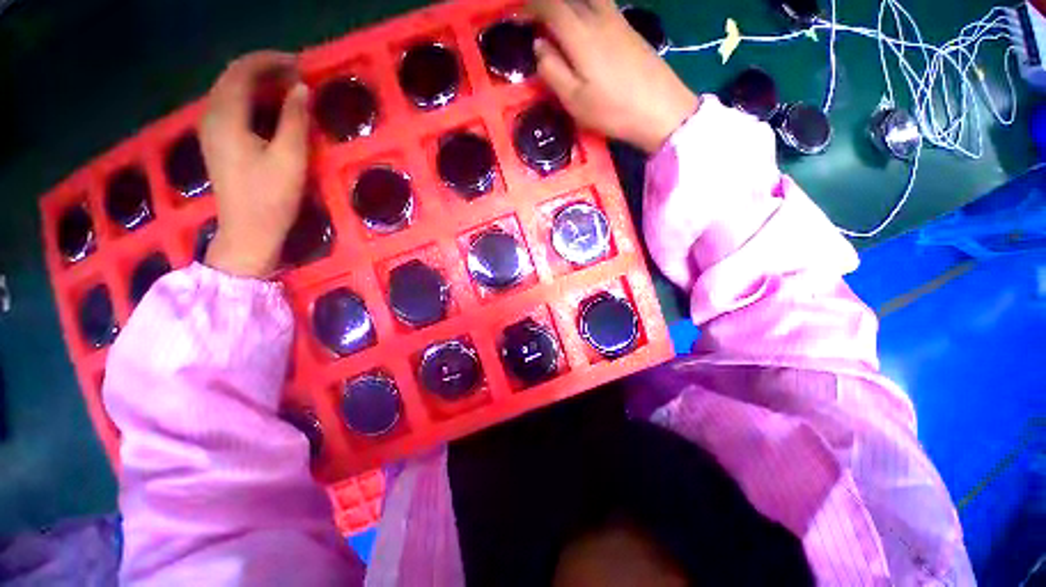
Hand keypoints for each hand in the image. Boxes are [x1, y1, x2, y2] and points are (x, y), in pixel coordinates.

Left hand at [202, 51, 309, 277]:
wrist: (247, 232)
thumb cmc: (271, 197)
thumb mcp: (290, 157)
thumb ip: (295, 119)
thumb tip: (301, 88)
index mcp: (227, 117)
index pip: (242, 71)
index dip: (270, 61)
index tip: (300, 64)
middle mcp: (211, 116)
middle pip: (232, 77)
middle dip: (264, 69)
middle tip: (296, 75)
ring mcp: (211, 130)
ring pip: (230, 91)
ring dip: (257, 83)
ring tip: (287, 88)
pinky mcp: (216, 143)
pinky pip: (230, 107)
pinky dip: (251, 99)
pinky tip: (269, 108)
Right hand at [528, 0, 699, 152]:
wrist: (660, 110)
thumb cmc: (613, 110)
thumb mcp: (575, 100)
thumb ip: (552, 70)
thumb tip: (539, 45)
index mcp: (580, 34)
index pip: (550, 5)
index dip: (530, 6)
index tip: (517, 15)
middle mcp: (598, 16)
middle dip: (548, 3)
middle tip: (534, 16)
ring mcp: (617, 19)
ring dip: (567, 3)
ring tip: (555, 19)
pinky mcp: (629, 27)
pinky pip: (601, 4)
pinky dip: (584, 6)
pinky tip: (581, 20)